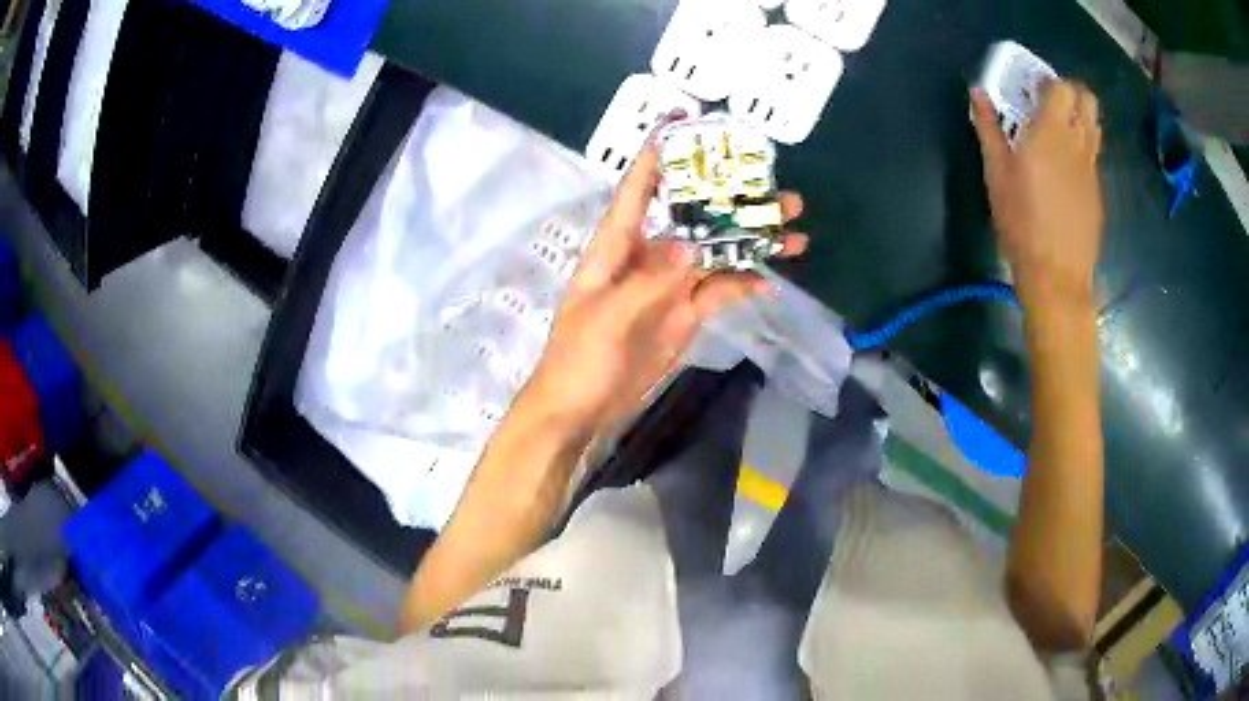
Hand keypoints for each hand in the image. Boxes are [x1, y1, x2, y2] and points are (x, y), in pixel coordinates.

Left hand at [521, 142, 806, 438]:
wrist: (580, 410)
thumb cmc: (579, 359)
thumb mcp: (607, 317)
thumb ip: (649, 282)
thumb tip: (691, 247)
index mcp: (616, 247)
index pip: (639, 190)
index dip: (658, 155)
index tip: (683, 122)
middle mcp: (647, 257)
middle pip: (693, 218)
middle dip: (731, 200)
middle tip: (777, 190)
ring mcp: (669, 287)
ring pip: (715, 253)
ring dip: (750, 241)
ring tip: (793, 229)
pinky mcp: (684, 316)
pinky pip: (719, 292)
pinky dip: (743, 283)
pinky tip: (772, 278)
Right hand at [971, 81, 1103, 312]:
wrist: (1058, 277)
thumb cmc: (1022, 223)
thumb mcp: (996, 175)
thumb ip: (988, 129)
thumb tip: (977, 93)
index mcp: (1052, 133)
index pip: (1062, 87)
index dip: (1048, 81)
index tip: (1032, 88)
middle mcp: (1078, 143)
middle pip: (1087, 99)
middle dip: (1070, 92)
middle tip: (1049, 105)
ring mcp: (1092, 169)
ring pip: (1094, 125)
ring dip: (1078, 118)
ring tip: (1057, 133)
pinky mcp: (1098, 192)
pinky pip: (1093, 155)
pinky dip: (1081, 148)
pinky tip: (1064, 171)